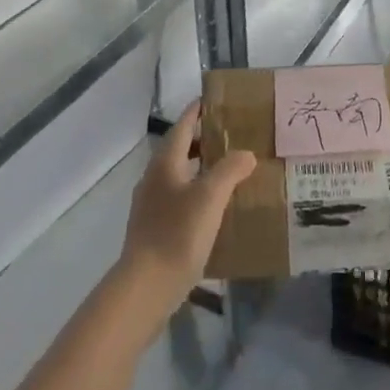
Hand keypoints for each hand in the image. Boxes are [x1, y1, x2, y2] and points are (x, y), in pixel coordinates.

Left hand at [114, 104, 256, 331]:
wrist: (144, 288)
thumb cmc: (177, 234)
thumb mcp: (210, 197)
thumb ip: (230, 170)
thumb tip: (246, 153)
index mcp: (165, 163)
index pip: (183, 125)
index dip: (199, 111)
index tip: (218, 101)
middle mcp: (154, 178)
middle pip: (181, 149)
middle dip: (205, 141)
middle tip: (235, 137)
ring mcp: (151, 205)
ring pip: (180, 176)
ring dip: (203, 169)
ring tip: (231, 172)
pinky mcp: (154, 229)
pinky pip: (179, 200)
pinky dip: (197, 194)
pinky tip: (216, 210)